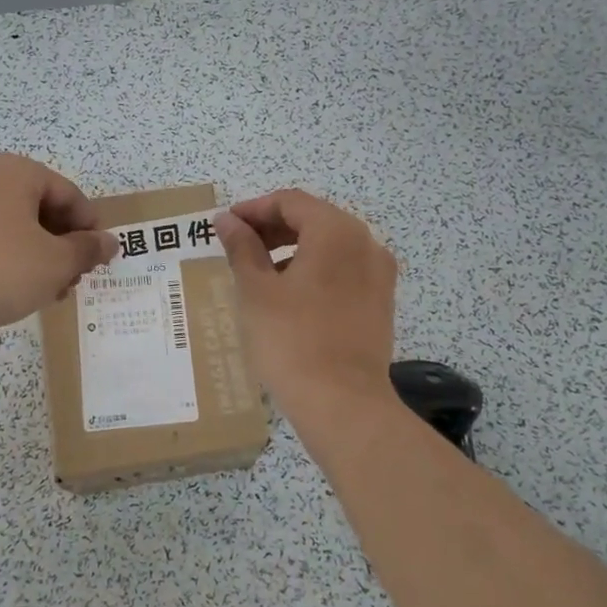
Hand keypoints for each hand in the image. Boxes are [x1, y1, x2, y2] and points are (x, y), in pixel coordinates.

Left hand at [0, 154, 118, 345]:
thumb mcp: (56, 261)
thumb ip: (88, 250)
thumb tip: (110, 242)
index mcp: (16, 172)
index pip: (70, 195)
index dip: (91, 228)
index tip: (101, 260)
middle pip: (44, 211)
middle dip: (66, 246)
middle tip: (77, 279)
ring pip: (19, 231)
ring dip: (43, 260)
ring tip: (54, 293)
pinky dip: (15, 266)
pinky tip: (24, 295)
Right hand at [215, 190, 398, 421]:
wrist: (342, 403)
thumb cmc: (291, 340)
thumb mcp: (256, 290)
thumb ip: (242, 247)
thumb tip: (227, 220)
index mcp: (336, 231)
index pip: (290, 202)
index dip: (254, 209)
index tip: (225, 225)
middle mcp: (365, 243)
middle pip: (314, 219)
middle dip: (273, 228)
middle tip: (238, 246)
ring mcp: (379, 274)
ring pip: (330, 245)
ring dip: (293, 248)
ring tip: (259, 271)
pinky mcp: (380, 302)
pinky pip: (344, 270)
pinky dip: (315, 270)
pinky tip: (290, 294)